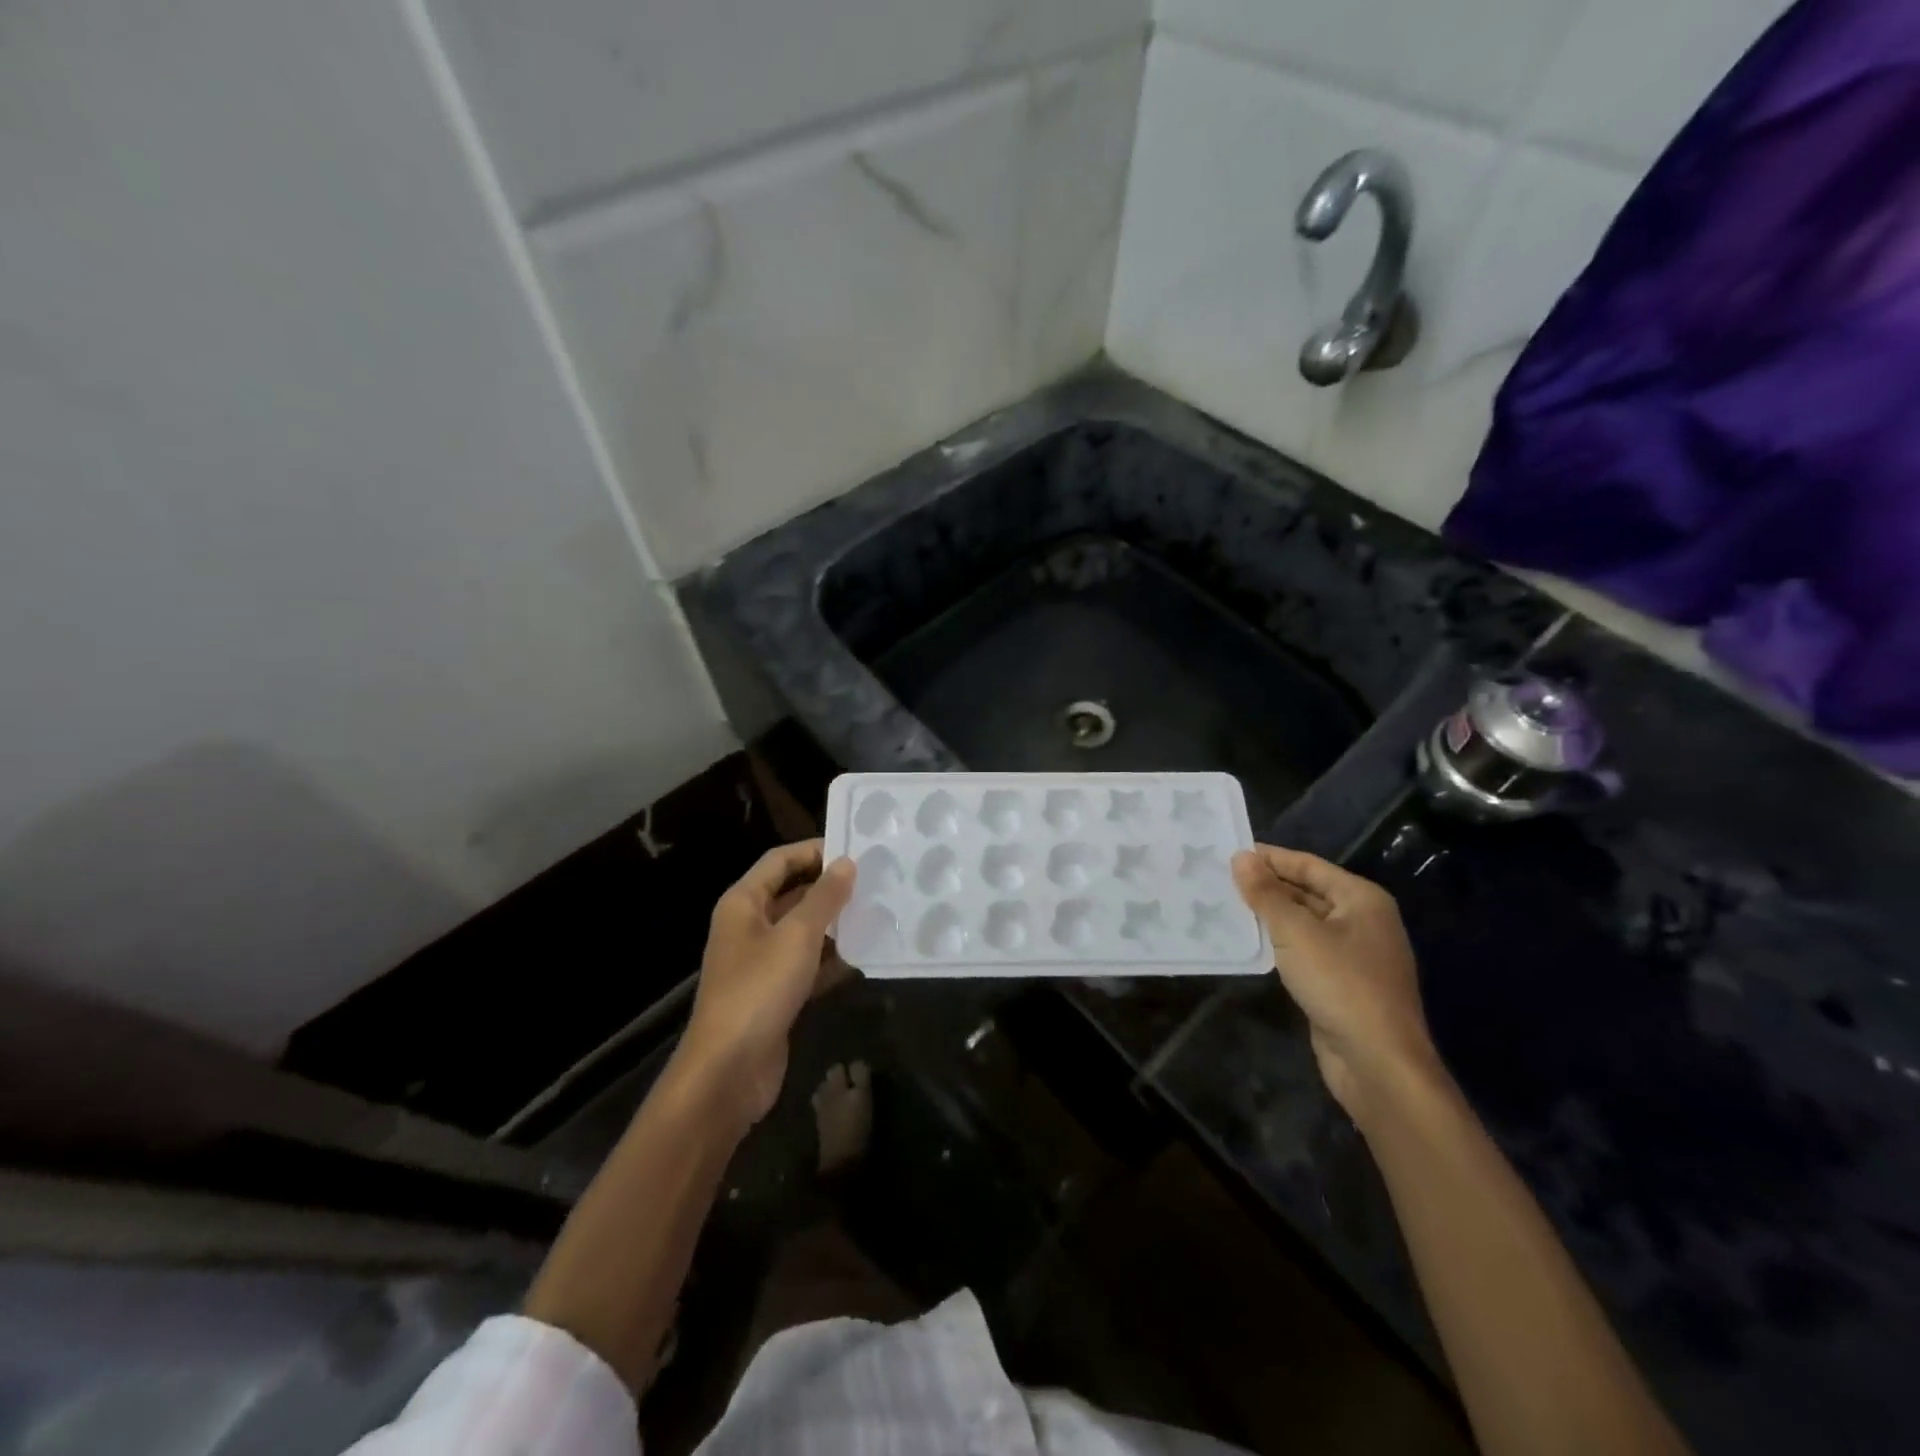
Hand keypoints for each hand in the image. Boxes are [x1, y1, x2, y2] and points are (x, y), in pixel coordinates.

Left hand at [677, 840, 855, 1126]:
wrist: (728, 1071)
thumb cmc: (758, 990)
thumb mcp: (797, 936)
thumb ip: (825, 897)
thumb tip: (847, 863)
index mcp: (743, 904)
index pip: (780, 861)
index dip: (815, 850)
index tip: (856, 849)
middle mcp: (749, 927)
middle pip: (793, 894)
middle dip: (831, 888)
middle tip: (876, 880)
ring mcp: (762, 962)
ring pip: (804, 931)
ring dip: (837, 924)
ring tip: (879, 912)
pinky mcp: (776, 994)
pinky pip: (809, 965)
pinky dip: (833, 959)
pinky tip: (866, 955)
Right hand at [1232, 844, 1442, 1124]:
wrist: (1378, 1063)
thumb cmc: (1341, 984)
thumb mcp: (1296, 932)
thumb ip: (1266, 893)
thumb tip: (1241, 857)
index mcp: (1362, 899)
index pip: (1308, 865)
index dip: (1270, 857)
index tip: (1228, 851)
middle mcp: (1362, 920)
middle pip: (1307, 892)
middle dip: (1267, 886)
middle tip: (1220, 879)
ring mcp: (1354, 954)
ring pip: (1304, 923)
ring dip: (1269, 915)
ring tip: (1225, 905)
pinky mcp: (1341, 983)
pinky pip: (1304, 950)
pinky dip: (1278, 943)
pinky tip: (1248, 942)